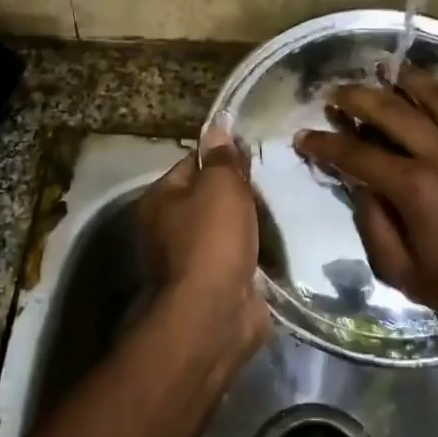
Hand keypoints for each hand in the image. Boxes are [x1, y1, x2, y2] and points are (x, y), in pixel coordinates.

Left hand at [138, 117, 270, 354]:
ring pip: (223, 229)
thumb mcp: (220, 185)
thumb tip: (217, 125)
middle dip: (236, 192)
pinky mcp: (211, 284)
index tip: (252, 156)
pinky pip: (234, 256)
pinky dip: (251, 252)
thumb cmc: (213, 238)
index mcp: (159, 200)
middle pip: (207, 198)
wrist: (216, 311)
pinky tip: (273, 244)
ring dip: (246, 224)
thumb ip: (221, 157)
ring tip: (278, 211)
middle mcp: (165, 228)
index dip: (221, 157)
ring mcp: (188, 259)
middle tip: (269, 184)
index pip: (191, 163)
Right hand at [293, 68, 437, 326]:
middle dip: (356, 97)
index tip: (303, 137)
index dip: (325, 144)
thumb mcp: (404, 272)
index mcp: (416, 189)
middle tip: (335, 93)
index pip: (357, 155)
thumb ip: (373, 225)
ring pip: (433, 93)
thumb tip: (359, 185)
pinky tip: (429, 86)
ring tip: (381, 70)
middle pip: (391, 110)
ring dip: (402, 79)